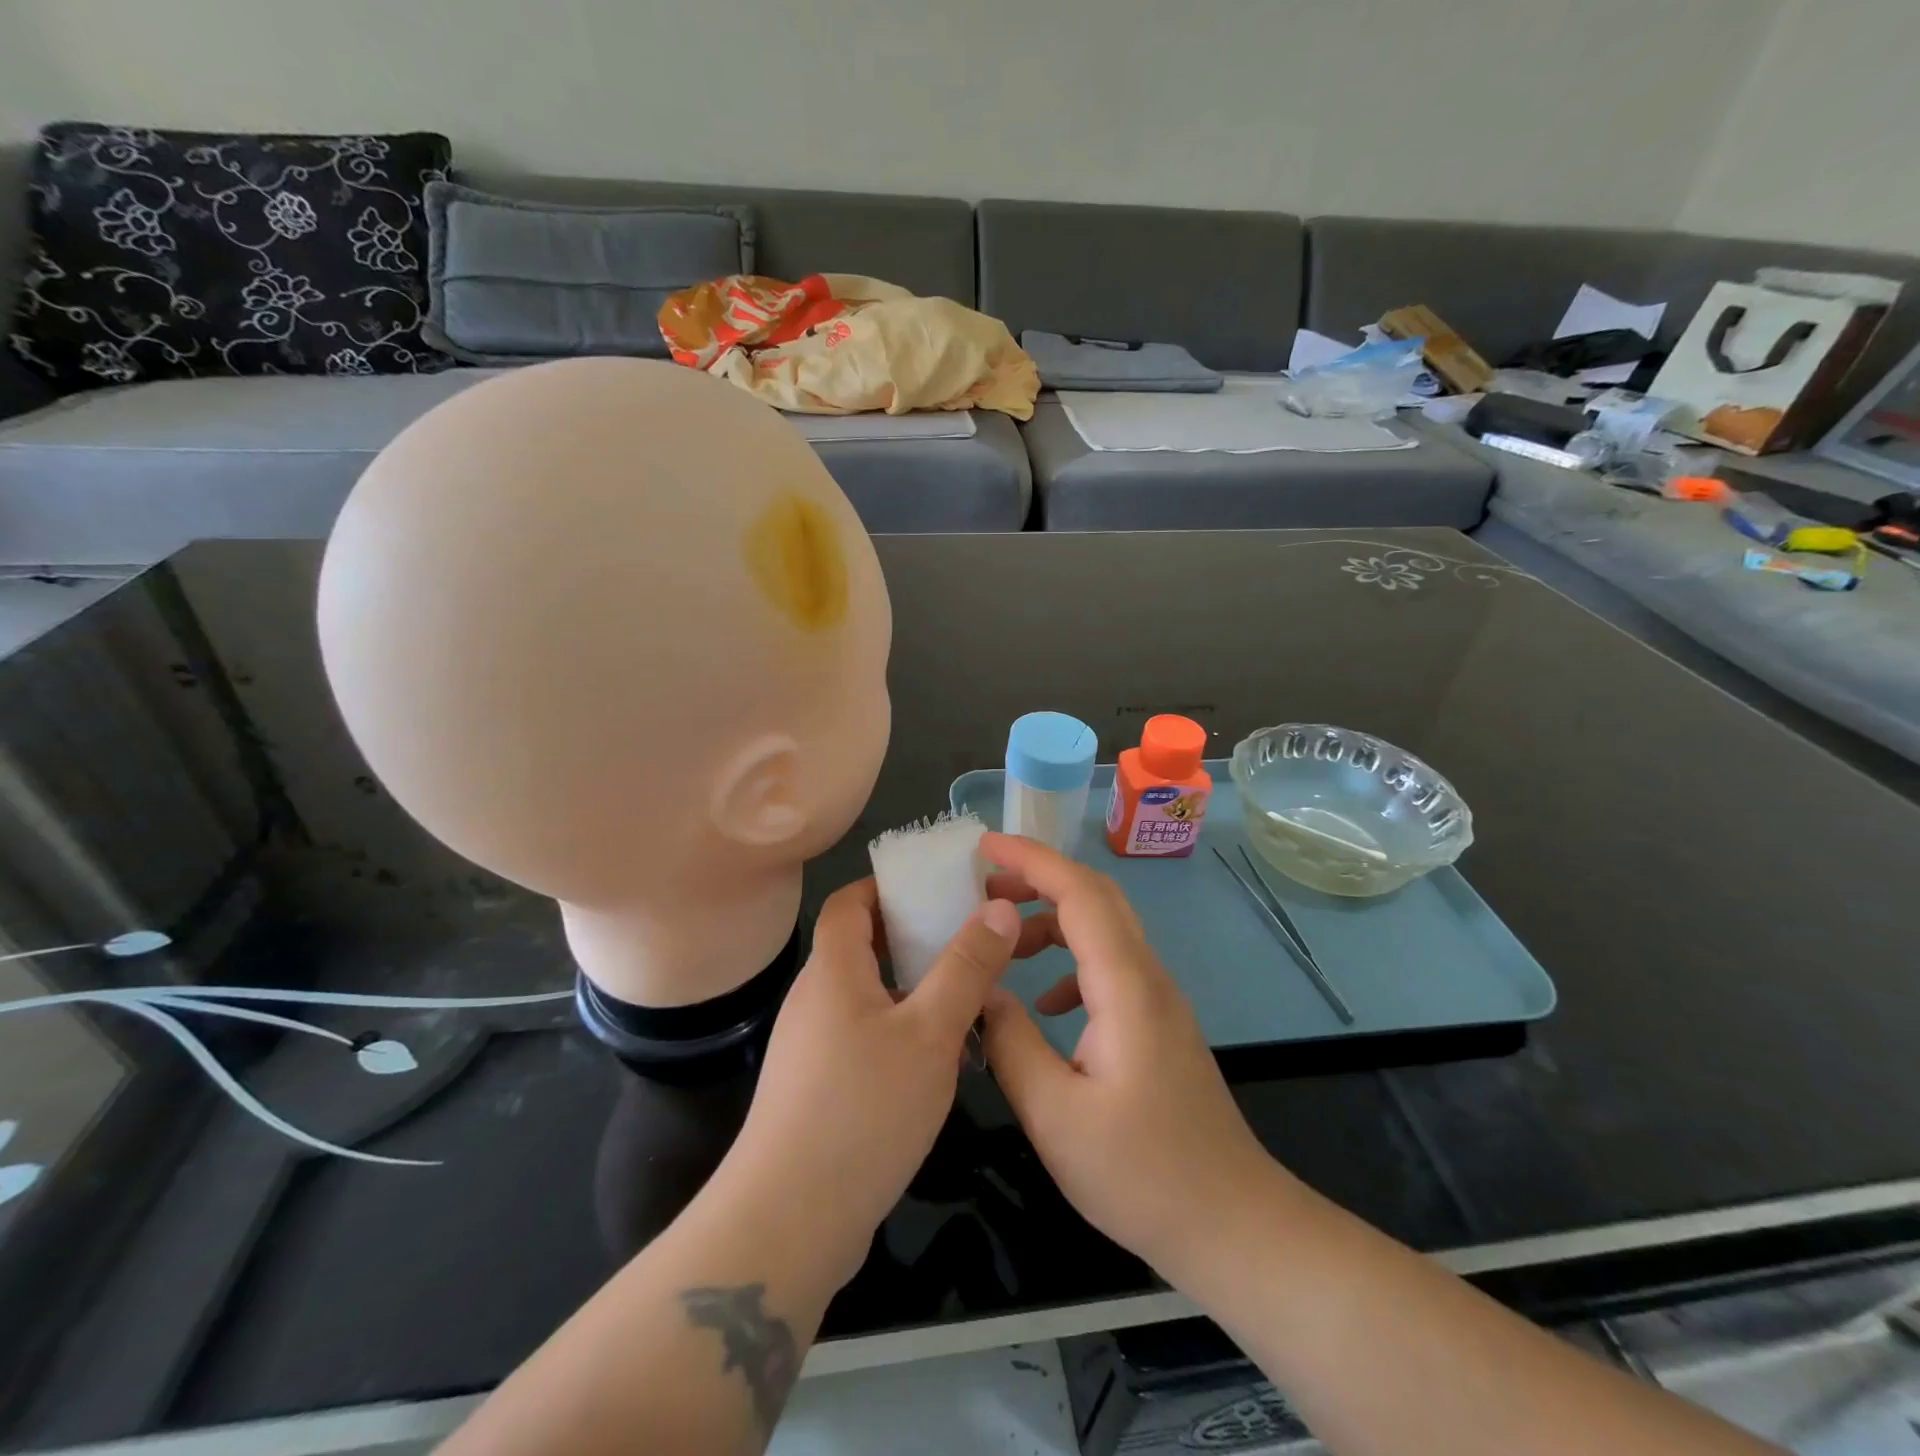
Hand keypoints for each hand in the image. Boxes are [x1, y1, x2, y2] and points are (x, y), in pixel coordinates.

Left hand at [725, 878, 1022, 1290]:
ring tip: (968, 997)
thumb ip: (966, 968)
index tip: (936, 888)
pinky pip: (866, 1038)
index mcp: (832, 971)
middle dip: (914, 937)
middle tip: (968, 940)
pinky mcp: (819, 1090)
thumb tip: (999, 908)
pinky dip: (902, 1031)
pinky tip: (940, 1060)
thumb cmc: (862, 1110)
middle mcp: (815, 1000)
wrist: (788, 1223)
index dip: (887, 886)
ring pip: (869, 996)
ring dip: (914, 989)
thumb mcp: (930, 1033)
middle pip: (861, 946)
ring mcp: (813, 1048)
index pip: (849, 902)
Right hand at [979, 832, 1285, 1280]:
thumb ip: (1011, 1043)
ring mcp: (1157, 999)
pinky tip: (1042, 1003)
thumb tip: (982, 993)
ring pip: (1103, 929)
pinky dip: (1068, 962)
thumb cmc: (1142, 1174)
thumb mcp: (1055, 1116)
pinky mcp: (1157, 1023)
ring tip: (1001, 940)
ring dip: (1051, 919)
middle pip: (1096, 896)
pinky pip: (1109, 966)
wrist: (1232, 1223)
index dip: (1031, 860)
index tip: (982, 846)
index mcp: (1126, 986)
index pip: (1080, 893)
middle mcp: (1147, 977)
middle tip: (982, 884)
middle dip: (1038, 877)